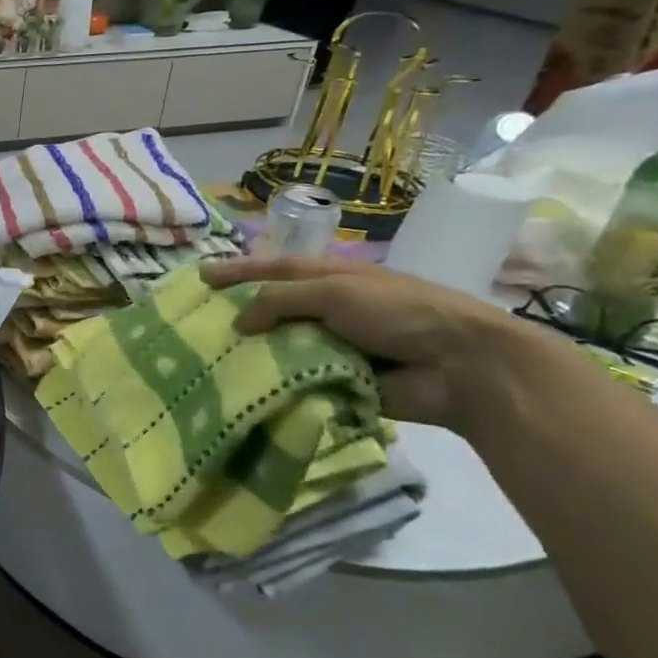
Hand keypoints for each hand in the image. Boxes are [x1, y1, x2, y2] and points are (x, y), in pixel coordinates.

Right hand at [199, 256, 555, 431]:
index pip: (273, 269)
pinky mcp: (336, 381)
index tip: (201, 276)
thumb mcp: (336, 292)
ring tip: (206, 359)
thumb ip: (280, 300)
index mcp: (331, 278)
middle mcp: (328, 309)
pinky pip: (293, 380)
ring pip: (278, 346)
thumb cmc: (400, 313)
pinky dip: (270, 382)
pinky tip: (238, 388)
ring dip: (249, 352)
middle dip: (236, 313)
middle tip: (195, 322)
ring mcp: (332, 346)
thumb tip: (238, 323)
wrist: (463, 367)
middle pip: (271, 308)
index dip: (238, 269)